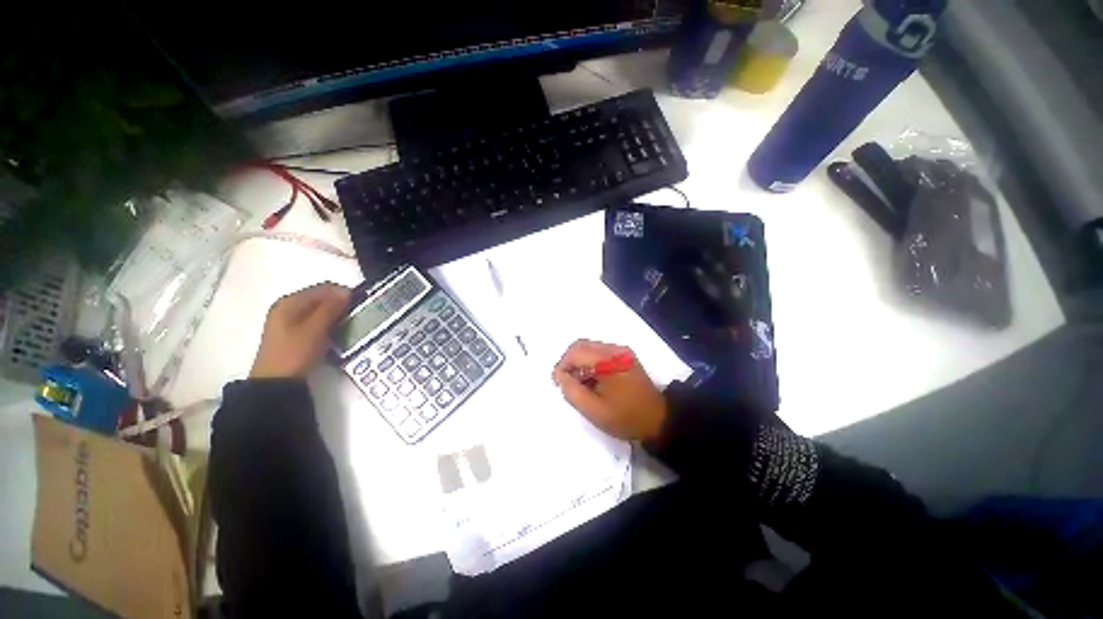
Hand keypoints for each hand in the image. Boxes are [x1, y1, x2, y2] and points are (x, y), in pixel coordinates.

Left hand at [250, 283, 350, 378]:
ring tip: (350, 325)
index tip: (361, 305)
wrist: (276, 383)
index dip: (345, 293)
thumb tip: (347, 291)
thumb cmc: (295, 353)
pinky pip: (317, 321)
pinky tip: (337, 333)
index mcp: (290, 301)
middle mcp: (288, 306)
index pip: (324, 288)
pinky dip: (329, 324)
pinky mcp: (294, 333)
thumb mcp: (315, 329)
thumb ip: (331, 308)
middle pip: (322, 298)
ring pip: (321, 310)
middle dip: (341, 305)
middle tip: (358, 316)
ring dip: (337, 315)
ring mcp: (290, 320)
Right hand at [552, 339, 667, 441]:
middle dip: (569, 362)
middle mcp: (615, 349)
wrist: (658, 420)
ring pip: (590, 348)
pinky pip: (600, 353)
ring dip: (579, 362)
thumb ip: (572, 391)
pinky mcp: (625, 356)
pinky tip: (590, 380)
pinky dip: (590, 363)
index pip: (576, 352)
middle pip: (582, 345)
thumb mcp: (594, 410)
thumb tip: (560, 376)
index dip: (562, 365)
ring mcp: (622, 351)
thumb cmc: (625, 417)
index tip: (557, 383)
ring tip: (577, 383)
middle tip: (564, 381)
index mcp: (609, 360)